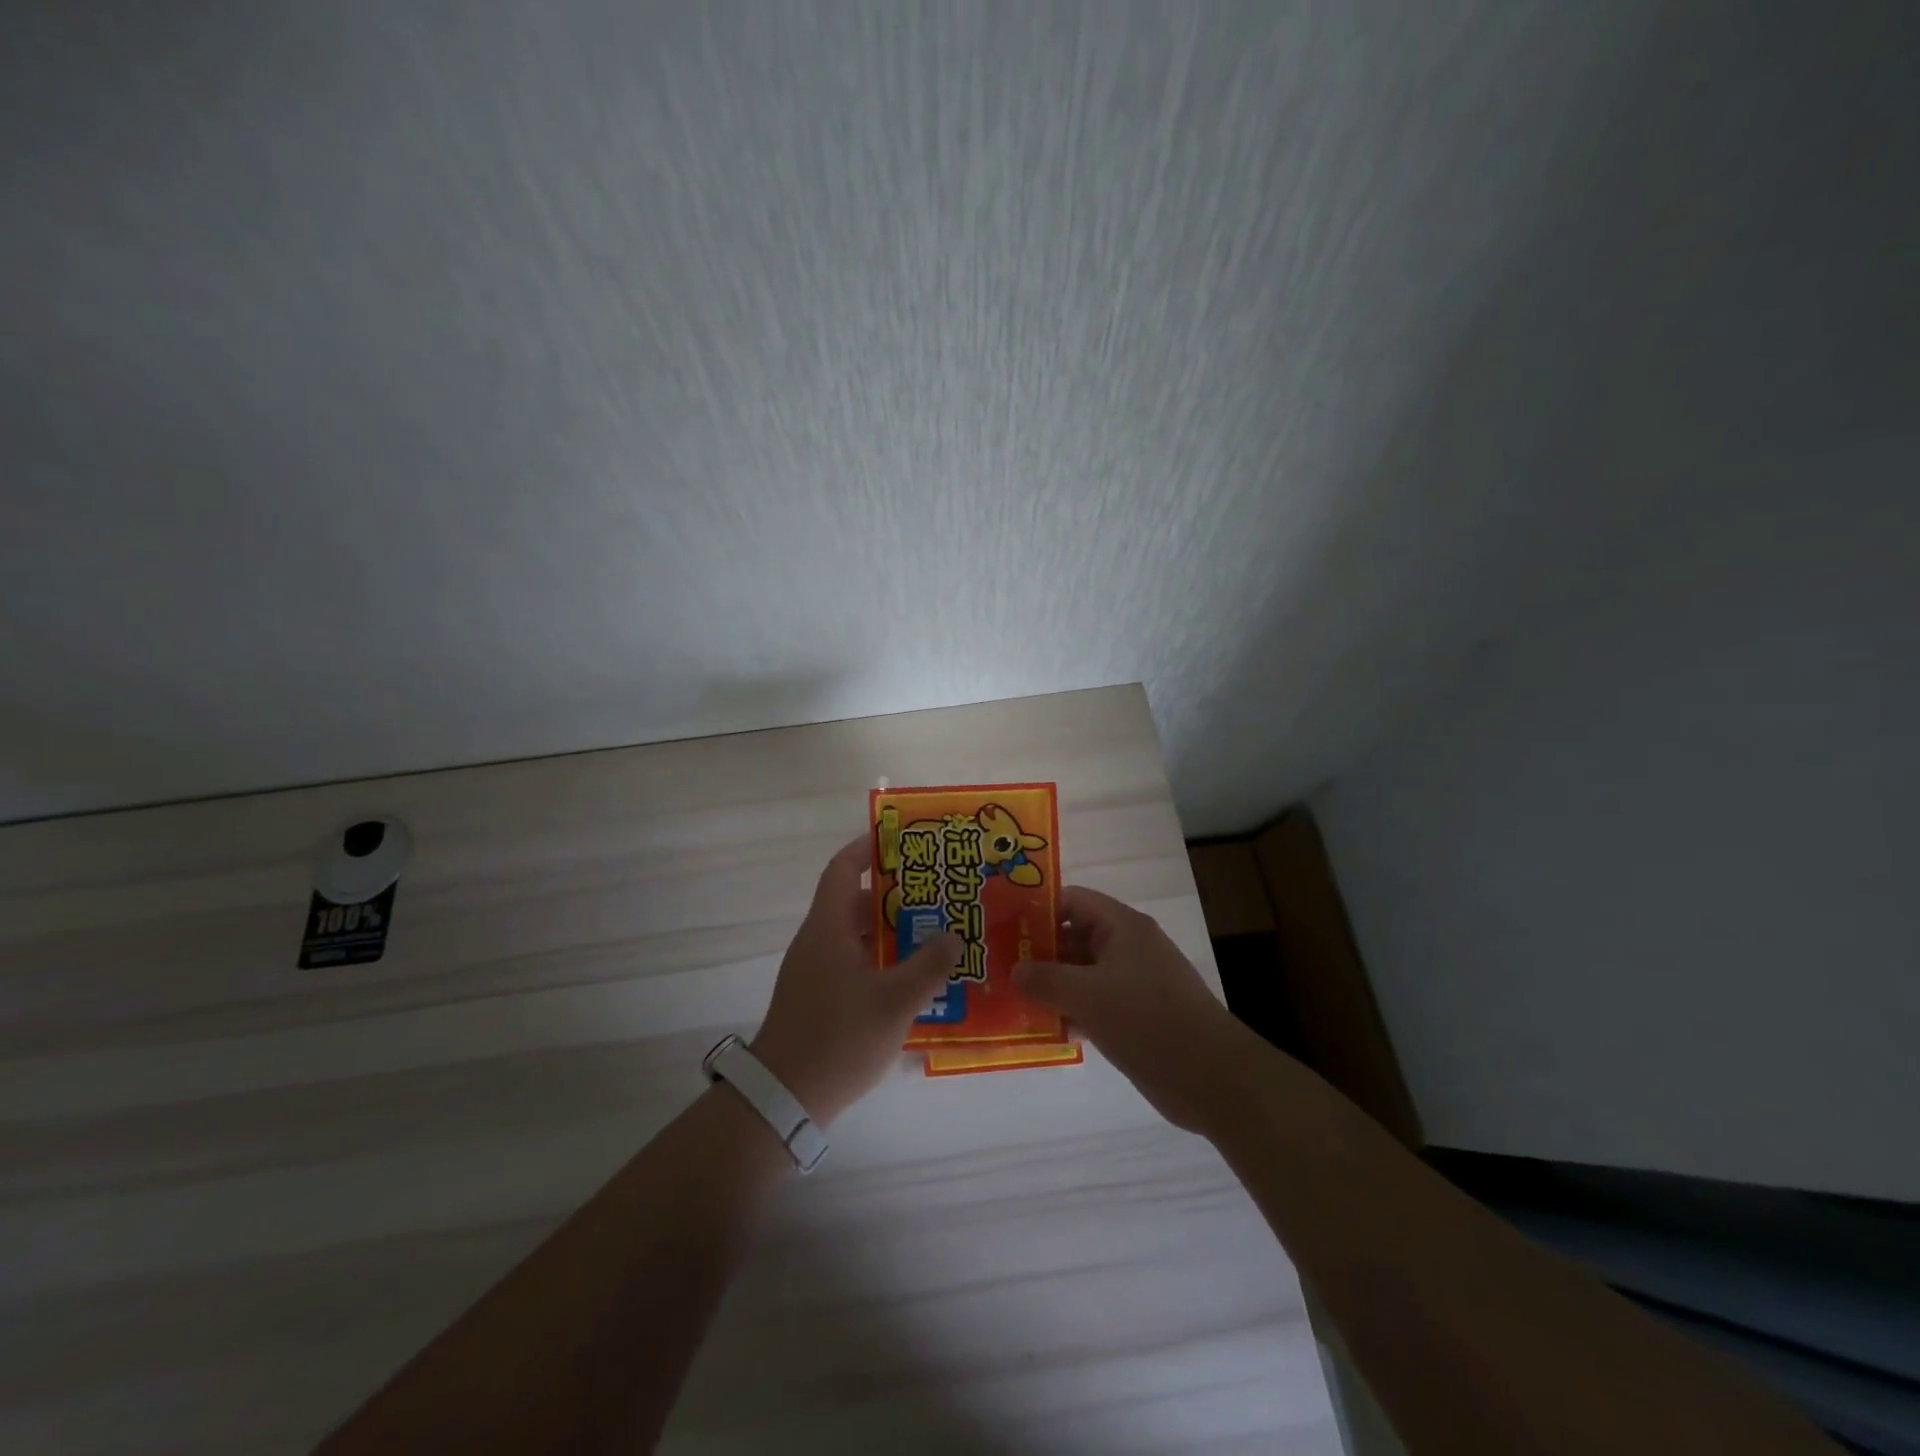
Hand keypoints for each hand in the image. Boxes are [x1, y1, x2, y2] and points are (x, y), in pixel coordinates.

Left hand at [750, 836, 959, 1126]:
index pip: (842, 870)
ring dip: (887, 930)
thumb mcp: (894, 1001)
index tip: (898, 841)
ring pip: (853, 935)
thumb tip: (952, 936)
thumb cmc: (839, 1038)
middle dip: (891, 894)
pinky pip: (850, 962)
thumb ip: (928, 966)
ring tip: (930, 931)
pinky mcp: (816, 998)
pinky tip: (908, 977)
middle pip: (851, 902)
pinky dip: (878, 958)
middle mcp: (816, 941)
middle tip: (932, 893)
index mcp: (827, 928)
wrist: (784, 1097)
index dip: (865, 850)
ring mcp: (813, 971)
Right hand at [1014, 886, 1251, 1133]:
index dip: (1036, 909)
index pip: (1071, 901)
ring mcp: (1132, 984)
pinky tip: (1040, 1027)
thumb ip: (1045, 979)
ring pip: (1080, 974)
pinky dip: (1068, 1011)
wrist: (1211, 1078)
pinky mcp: (1134, 1017)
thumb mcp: (1088, 995)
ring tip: (1008, 996)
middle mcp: (1127, 948)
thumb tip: (1014, 969)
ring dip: (1050, 985)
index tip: (1001, 925)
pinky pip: (1092, 1004)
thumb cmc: (1148, 1020)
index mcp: (1122, 927)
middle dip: (1037, 951)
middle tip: (996, 965)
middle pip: (1073, 937)